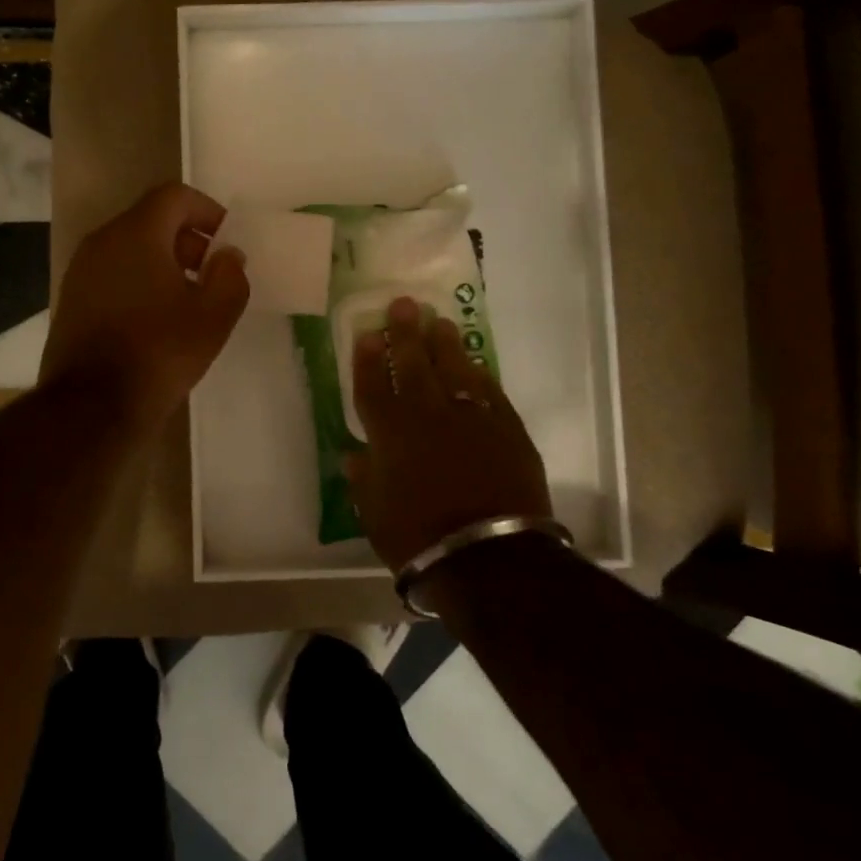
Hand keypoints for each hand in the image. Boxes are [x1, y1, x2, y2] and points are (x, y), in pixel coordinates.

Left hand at [40, 183, 249, 432]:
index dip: (208, 211)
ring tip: (189, 302)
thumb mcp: (213, 316)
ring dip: (165, 264)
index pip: (175, 196)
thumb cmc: (159, 352)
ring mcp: (81, 271)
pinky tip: (157, 321)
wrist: (92, 405)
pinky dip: (140, 283)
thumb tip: (227, 256)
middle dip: (188, 240)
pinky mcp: (72, 300)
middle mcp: (103, 241)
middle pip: (152, 221)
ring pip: (131, 249)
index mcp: (136, 233)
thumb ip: (230, 276)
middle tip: (213, 275)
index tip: (227, 243)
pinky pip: (114, 274)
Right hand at [347, 297, 552, 569]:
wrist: (489, 556)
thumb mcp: (375, 514)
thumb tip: (353, 455)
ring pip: (455, 370)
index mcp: (390, 434)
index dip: (369, 358)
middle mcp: (428, 416)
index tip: (369, 333)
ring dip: (446, 344)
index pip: (373, 386)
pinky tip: (476, 364)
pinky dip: (480, 376)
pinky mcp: (506, 429)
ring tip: (440, 322)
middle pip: (414, 365)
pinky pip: (490, 392)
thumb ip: (364, 478)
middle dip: (406, 333)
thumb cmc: (419, 538)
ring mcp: (470, 419)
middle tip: (404, 304)